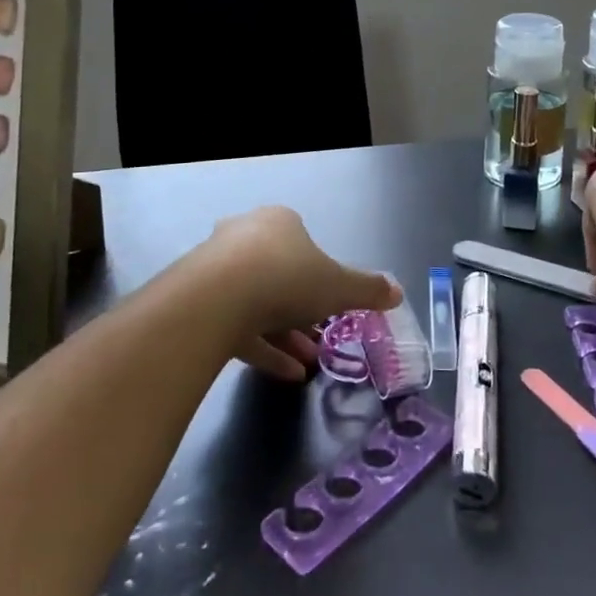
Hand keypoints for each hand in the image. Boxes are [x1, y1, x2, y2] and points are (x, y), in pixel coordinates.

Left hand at [201, 207, 401, 381]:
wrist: (216, 298)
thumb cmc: (287, 278)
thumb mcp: (339, 286)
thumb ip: (368, 290)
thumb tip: (398, 292)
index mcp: (279, 222)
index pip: (304, 244)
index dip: (322, 276)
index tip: (334, 305)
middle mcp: (245, 236)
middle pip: (280, 274)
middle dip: (303, 310)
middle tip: (322, 338)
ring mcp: (216, 268)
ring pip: (257, 302)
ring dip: (285, 333)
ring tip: (309, 363)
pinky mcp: (198, 301)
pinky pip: (236, 324)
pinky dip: (262, 348)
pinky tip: (286, 373)